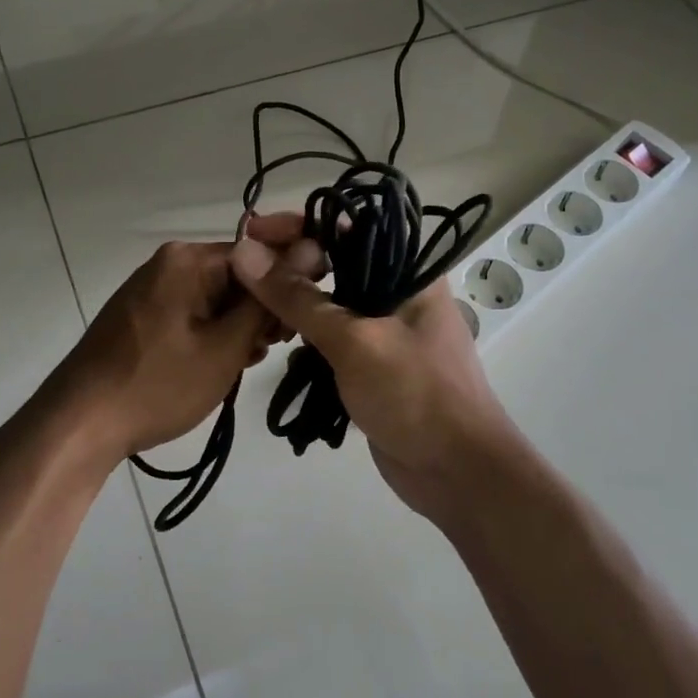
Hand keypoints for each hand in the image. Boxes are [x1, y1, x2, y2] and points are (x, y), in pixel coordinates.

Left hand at [45, 239, 276, 464]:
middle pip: (236, 276)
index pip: (258, 255)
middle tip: (269, 350)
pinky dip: (210, 335)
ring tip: (244, 363)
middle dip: (259, 311)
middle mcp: (168, 263)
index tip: (296, 325)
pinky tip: (219, 365)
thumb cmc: (158, 386)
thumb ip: (265, 303)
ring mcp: (150, 289)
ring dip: (237, 328)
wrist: (80, 424)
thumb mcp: (225, 348)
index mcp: (187, 260)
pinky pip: (191, 314)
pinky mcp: (141, 316)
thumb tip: (303, 258)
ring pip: (215, 298)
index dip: (284, 287)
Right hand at [229, 214, 519, 521]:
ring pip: (330, 302)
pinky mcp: (373, 365)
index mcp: (409, 272)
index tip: (250, 230)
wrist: (457, 473)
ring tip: (251, 309)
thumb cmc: (415, 394)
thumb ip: (298, 298)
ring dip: (292, 303)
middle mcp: (399, 292)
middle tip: (241, 273)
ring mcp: (386, 331)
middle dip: (289, 265)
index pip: (347, 226)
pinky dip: (304, 337)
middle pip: (335, 262)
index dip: (297, 224)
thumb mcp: (354, 341)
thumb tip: (245, 251)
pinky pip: (332, 338)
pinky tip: (274, 342)